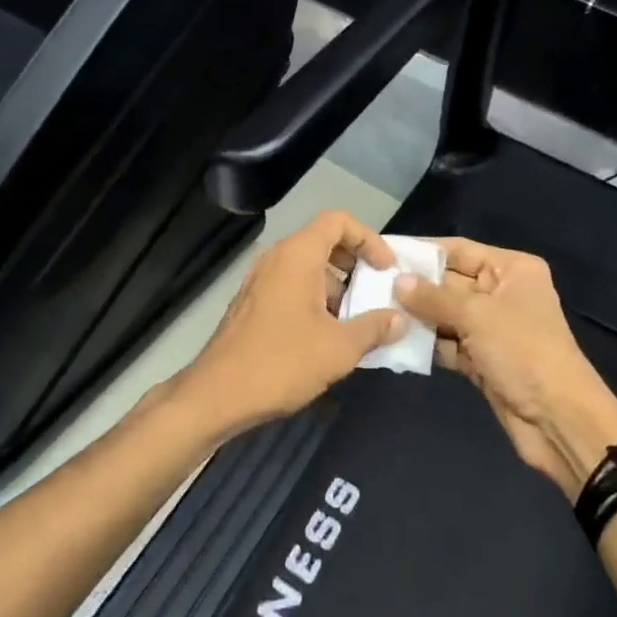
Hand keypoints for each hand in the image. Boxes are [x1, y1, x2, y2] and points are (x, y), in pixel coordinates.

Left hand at [176, 212, 404, 436]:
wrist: (217, 395)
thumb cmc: (281, 362)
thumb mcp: (339, 348)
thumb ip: (374, 328)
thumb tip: (399, 319)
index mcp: (297, 255)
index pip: (337, 221)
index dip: (367, 238)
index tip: (385, 269)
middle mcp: (276, 258)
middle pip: (322, 242)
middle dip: (354, 264)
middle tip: (375, 292)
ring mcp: (259, 281)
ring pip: (306, 268)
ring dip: (336, 287)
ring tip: (357, 322)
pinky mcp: (251, 304)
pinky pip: (290, 287)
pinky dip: (314, 300)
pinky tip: (327, 337)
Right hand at [394, 239, 616, 500]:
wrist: (559, 421)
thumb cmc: (524, 352)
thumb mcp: (478, 316)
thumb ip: (434, 297)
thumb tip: (396, 280)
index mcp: (511, 270)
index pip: (459, 250)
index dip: (422, 251)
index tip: (383, 251)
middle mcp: (501, 293)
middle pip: (448, 282)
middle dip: (413, 286)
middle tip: (368, 284)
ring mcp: (491, 328)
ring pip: (444, 315)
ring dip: (414, 316)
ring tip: (373, 311)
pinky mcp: (482, 359)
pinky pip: (447, 343)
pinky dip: (425, 343)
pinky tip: (392, 341)